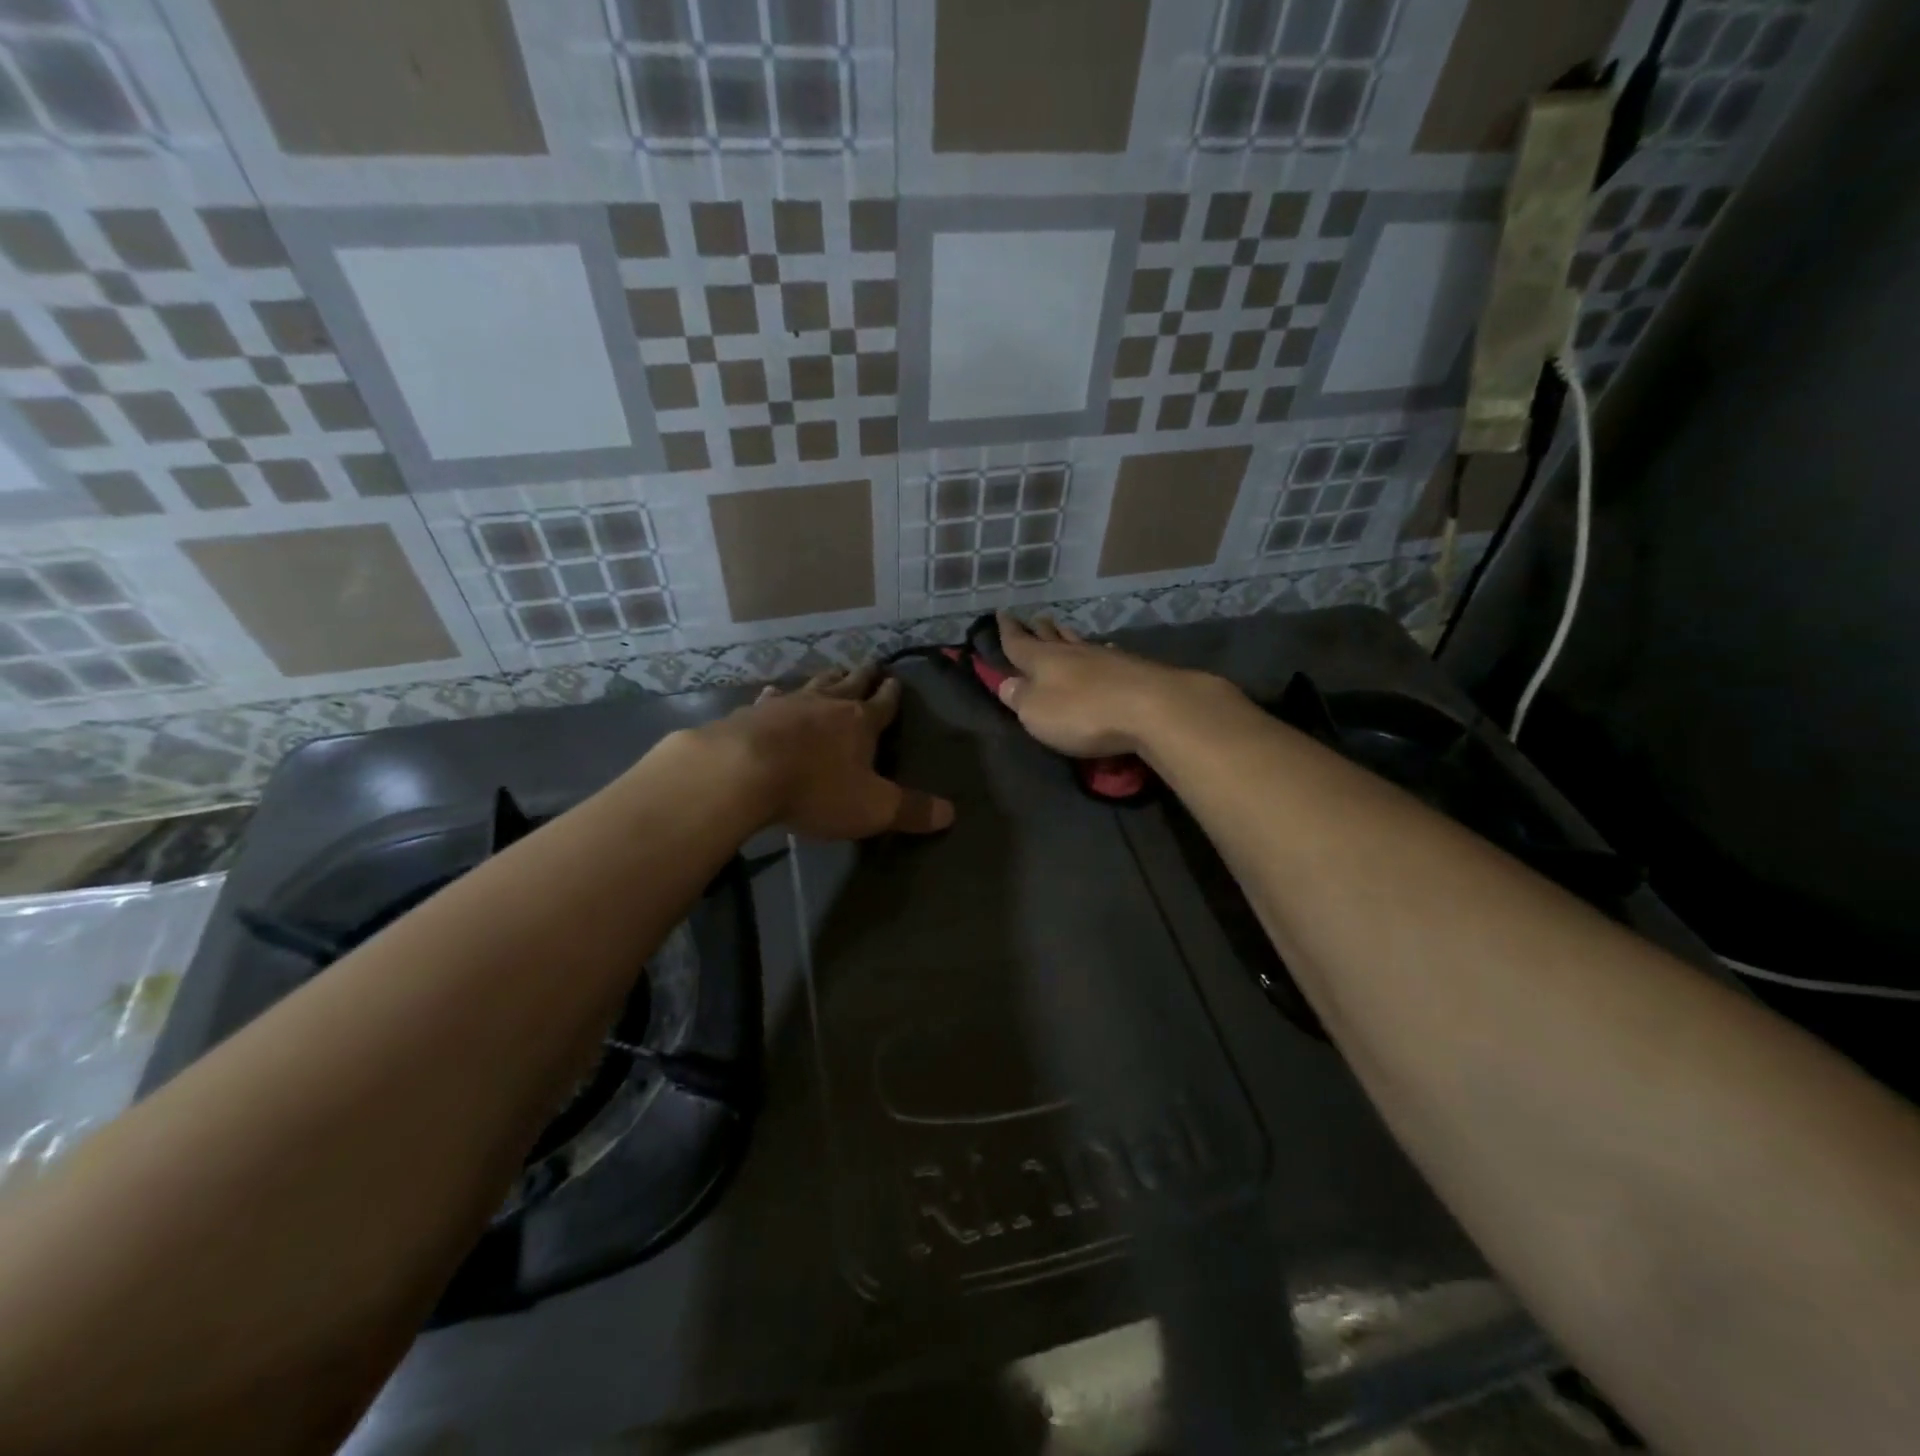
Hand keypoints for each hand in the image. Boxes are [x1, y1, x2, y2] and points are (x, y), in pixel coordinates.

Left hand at [716, 664, 954, 838]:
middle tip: (870, 664)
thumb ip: (911, 810)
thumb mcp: (872, 808)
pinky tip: (772, 693)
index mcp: (860, 723)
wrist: (742, 772)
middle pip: (849, 684)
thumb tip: (951, 813)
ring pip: (813, 684)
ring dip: (826, 679)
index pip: (883, 704)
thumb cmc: (816, 789)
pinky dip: (777, 695)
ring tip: (832, 672)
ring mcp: (787, 704)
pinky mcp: (752, 713)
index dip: (891, 694)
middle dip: (862, 676)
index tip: (896, 681)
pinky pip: (770, 699)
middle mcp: (826, 705)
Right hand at [995, 612, 1212, 758]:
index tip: (1001, 613)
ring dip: (1066, 633)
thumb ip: (1021, 698)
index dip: (1007, 631)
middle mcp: (1072, 652)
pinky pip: (1105, 653)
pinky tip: (1102, 648)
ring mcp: (1105, 657)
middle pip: (1050, 636)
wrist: (1152, 708)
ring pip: (1078, 641)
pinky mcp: (1132, 668)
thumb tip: (1007, 683)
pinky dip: (1097, 649)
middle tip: (1032, 617)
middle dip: (1038, 628)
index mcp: (1043, 661)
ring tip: (1059, 626)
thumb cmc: (1083, 713)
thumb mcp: (1038, 712)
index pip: (1018, 642)